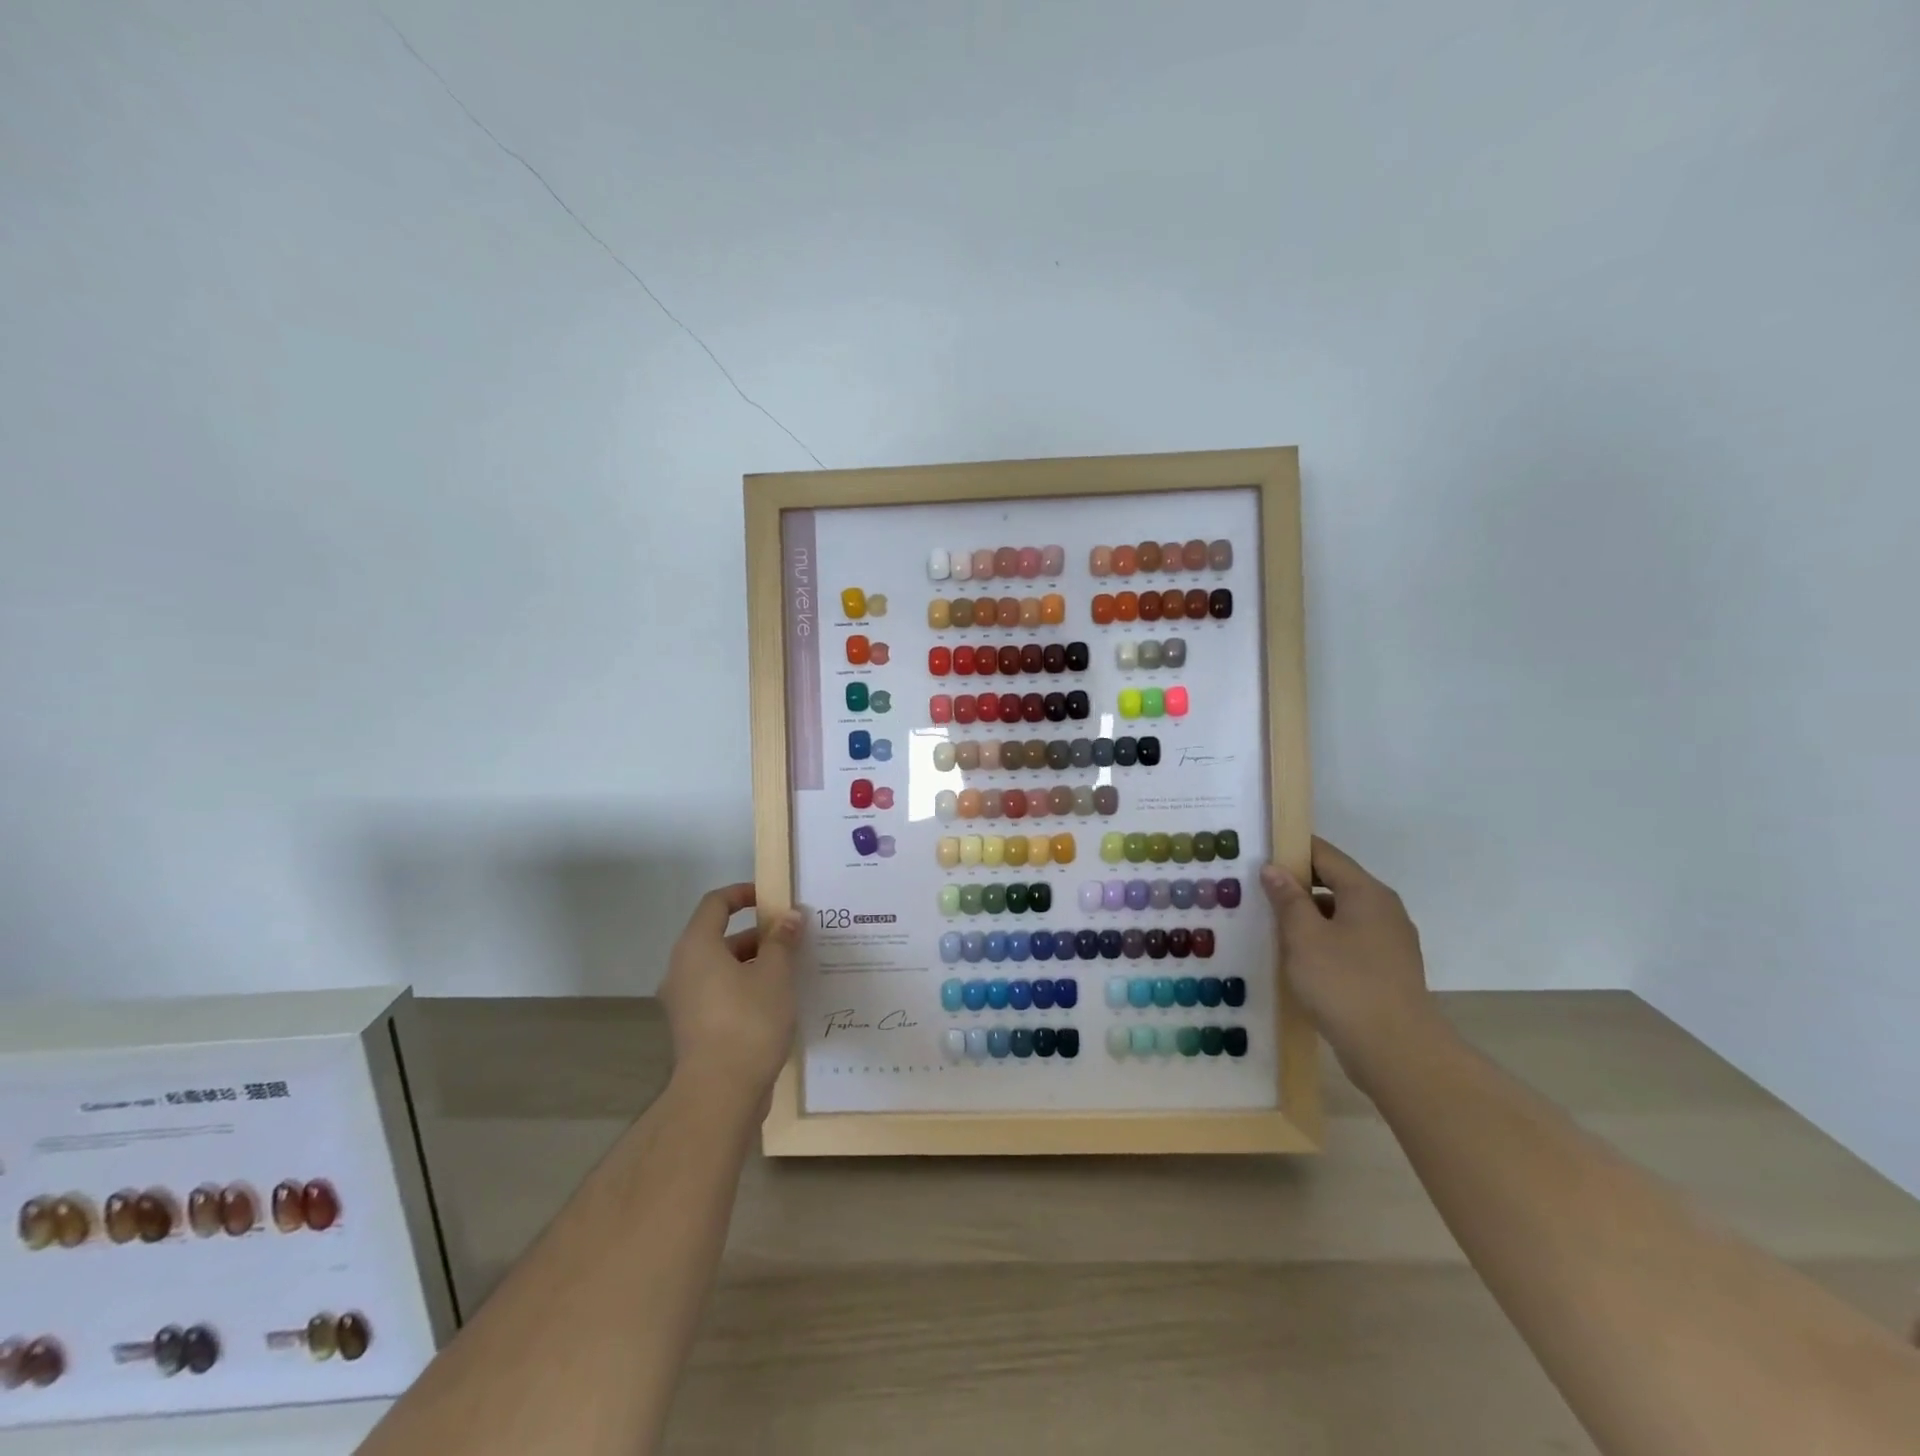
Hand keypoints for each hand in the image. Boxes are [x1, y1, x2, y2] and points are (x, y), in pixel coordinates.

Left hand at [660, 883, 802, 1110]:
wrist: (719, 1094)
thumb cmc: (748, 1022)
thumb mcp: (775, 974)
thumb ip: (782, 941)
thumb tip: (790, 916)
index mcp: (696, 947)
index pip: (715, 904)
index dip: (743, 894)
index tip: (772, 899)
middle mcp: (682, 969)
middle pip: (719, 937)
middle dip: (757, 933)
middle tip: (792, 937)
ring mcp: (684, 1001)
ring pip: (721, 968)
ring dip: (754, 963)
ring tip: (791, 969)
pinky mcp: (694, 1028)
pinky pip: (720, 993)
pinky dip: (744, 987)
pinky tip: (776, 1001)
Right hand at [1261, 838, 1440, 1084]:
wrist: (1396, 1051)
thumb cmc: (1344, 983)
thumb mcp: (1303, 936)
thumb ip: (1287, 899)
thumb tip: (1274, 869)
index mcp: (1367, 893)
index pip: (1325, 855)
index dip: (1291, 850)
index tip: (1259, 853)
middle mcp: (1384, 910)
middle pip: (1335, 883)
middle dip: (1297, 886)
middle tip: (1257, 891)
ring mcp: (1390, 942)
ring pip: (1341, 915)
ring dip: (1308, 917)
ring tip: (1271, 927)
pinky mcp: (1387, 971)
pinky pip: (1349, 942)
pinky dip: (1323, 942)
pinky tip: (1298, 960)